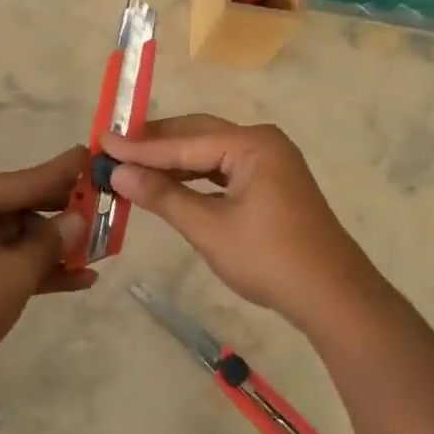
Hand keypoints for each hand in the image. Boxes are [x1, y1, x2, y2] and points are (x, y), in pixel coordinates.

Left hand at [0, 146, 94, 393]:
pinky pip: (11, 264)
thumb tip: (78, 219)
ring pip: (20, 239)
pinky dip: (40, 270)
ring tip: (102, 250)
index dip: (59, 173)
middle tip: (104, 207)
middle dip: (62, 216)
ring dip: (56, 248)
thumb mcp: (13, 271)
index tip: (90, 156)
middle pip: (21, 208)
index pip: (20, 182)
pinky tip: (81, 279)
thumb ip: (50, 242)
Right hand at [102, 115, 385, 323]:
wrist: (333, 297)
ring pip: (210, 153)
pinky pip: (223, 169)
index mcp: (252, 144)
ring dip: (173, 161)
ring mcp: (270, 162)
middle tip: (112, 149)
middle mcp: (262, 142)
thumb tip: (118, 173)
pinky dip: (194, 176)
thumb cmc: (269, 259)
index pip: (183, 143)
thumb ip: (162, 196)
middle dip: (154, 145)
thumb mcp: (209, 228)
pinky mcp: (271, 183)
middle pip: (197, 136)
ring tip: (132, 165)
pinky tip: (169, 183)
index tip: (101, 142)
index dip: (139, 146)